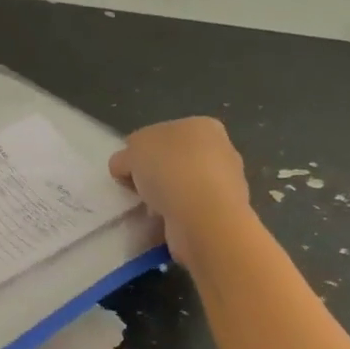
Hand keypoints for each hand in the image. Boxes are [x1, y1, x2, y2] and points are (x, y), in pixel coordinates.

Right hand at [109, 117, 251, 267]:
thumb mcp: (133, 150)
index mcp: (201, 125)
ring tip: (150, 210)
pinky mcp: (221, 213)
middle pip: (172, 160)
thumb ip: (126, 155)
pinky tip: (166, 222)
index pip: (160, 133)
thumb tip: (125, 167)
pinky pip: (188, 210)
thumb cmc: (170, 171)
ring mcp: (224, 183)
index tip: (127, 170)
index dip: (139, 151)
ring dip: (163, 198)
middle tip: (137, 190)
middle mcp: (219, 150)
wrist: (204, 218)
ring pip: (180, 187)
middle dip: (152, 176)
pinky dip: (174, 216)